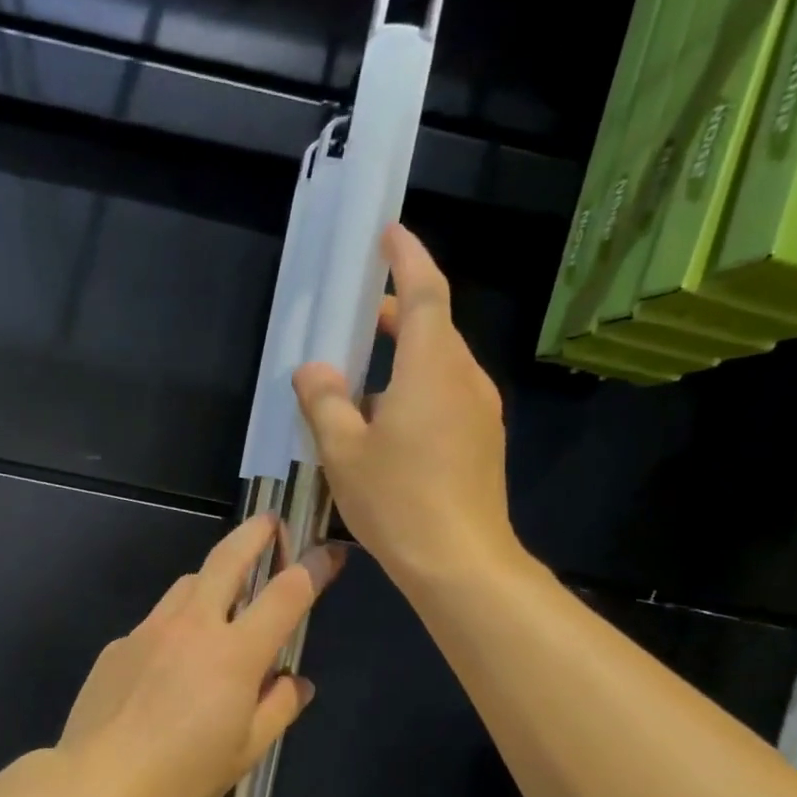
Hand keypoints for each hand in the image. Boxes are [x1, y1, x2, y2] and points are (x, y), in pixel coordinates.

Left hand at [58, 514, 341, 796]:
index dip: (314, 568)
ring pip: (187, 583)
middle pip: (228, 559)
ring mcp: (150, 629)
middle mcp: (192, 626)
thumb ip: (278, 707)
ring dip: (211, 578)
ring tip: (222, 597)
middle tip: (271, 522)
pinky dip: (175, 626)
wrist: (96, 785)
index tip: (330, 553)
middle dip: (255, 533)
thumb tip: (296, 680)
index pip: (286, 594)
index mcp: (234, 653)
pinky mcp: (119, 643)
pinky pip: (157, 621)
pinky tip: (168, 664)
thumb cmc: (181, 776)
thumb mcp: (245, 751)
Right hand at [293, 224, 524, 588]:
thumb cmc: (398, 500)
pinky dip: (415, 388)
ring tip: (358, 379)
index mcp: (432, 369)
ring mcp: (481, 412)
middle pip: (432, 328)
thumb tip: (313, 370)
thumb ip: (325, 401)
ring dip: (402, 357)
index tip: (389, 233)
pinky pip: (446, 396)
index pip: (425, 294)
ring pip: (439, 365)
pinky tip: (384, 423)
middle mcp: (465, 379)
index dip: (407, 258)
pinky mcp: (483, 441)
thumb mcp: (343, 451)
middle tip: (355, 315)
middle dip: (396, 312)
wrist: (461, 563)